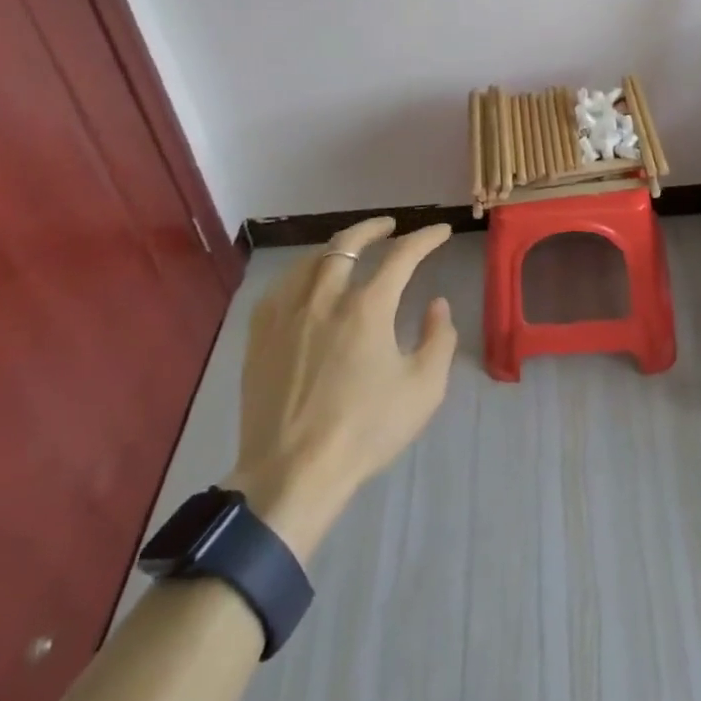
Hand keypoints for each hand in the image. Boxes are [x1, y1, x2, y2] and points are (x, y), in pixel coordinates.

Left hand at [222, 218, 456, 562]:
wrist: (293, 474)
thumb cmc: (365, 430)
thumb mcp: (423, 389)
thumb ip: (439, 339)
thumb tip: (437, 305)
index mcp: (367, 308)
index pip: (402, 255)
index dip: (425, 238)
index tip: (440, 232)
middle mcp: (325, 298)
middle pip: (347, 244)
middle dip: (373, 228)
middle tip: (390, 226)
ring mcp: (287, 314)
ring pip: (310, 261)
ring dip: (335, 248)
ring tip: (348, 250)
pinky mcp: (260, 336)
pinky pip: (279, 288)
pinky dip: (300, 275)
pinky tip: (305, 284)